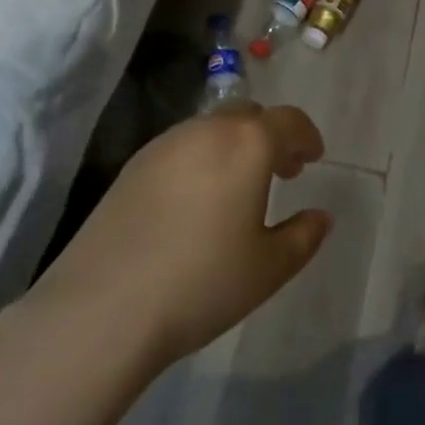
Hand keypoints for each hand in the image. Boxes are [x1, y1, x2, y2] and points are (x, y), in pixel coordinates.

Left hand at [24, 104, 332, 372]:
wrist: (103, 309)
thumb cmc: (201, 283)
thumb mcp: (267, 269)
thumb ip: (303, 237)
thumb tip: (321, 216)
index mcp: (248, 143)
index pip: (289, 121)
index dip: (306, 136)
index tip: (313, 157)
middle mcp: (208, 129)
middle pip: (249, 115)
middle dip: (270, 136)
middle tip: (281, 171)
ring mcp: (166, 143)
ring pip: (213, 128)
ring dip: (234, 145)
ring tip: (238, 187)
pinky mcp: (133, 164)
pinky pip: (182, 146)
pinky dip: (202, 158)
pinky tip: (196, 199)